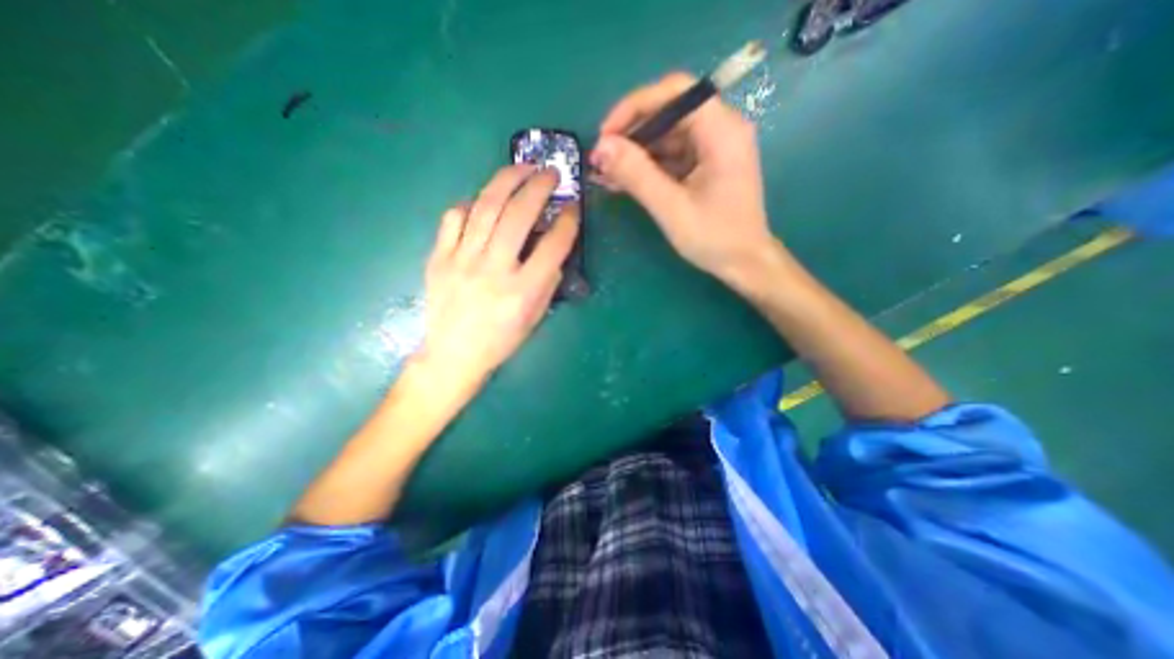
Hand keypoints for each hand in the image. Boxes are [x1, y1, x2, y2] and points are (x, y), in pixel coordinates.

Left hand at [415, 165, 579, 394]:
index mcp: (523, 291)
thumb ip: (547, 282)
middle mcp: (493, 270)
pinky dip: (472, 204)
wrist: (453, 355)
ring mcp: (462, 260)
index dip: (568, 221)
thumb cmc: (501, 341)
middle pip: (519, 214)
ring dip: (507, 180)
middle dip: (539, 186)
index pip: (553, 245)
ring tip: (522, 167)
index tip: (573, 207)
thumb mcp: (535, 318)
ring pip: (486, 207)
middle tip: (550, 172)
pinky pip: (454, 218)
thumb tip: (552, 251)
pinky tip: (484, 201)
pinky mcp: (439, 257)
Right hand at [591, 72, 776, 282]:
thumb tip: (601, 148)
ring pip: (666, 137)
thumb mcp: (672, 208)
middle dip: (631, 135)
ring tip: (606, 175)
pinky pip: (671, 157)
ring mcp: (713, 148)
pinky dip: (647, 168)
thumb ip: (637, 175)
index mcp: (721, 130)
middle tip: (601, 160)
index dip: (635, 107)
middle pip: (668, 114)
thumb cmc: (714, 238)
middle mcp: (720, 129)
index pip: (674, 92)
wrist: (744, 263)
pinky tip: (623, 183)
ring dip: (635, 155)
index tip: (606, 134)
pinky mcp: (705, 166)